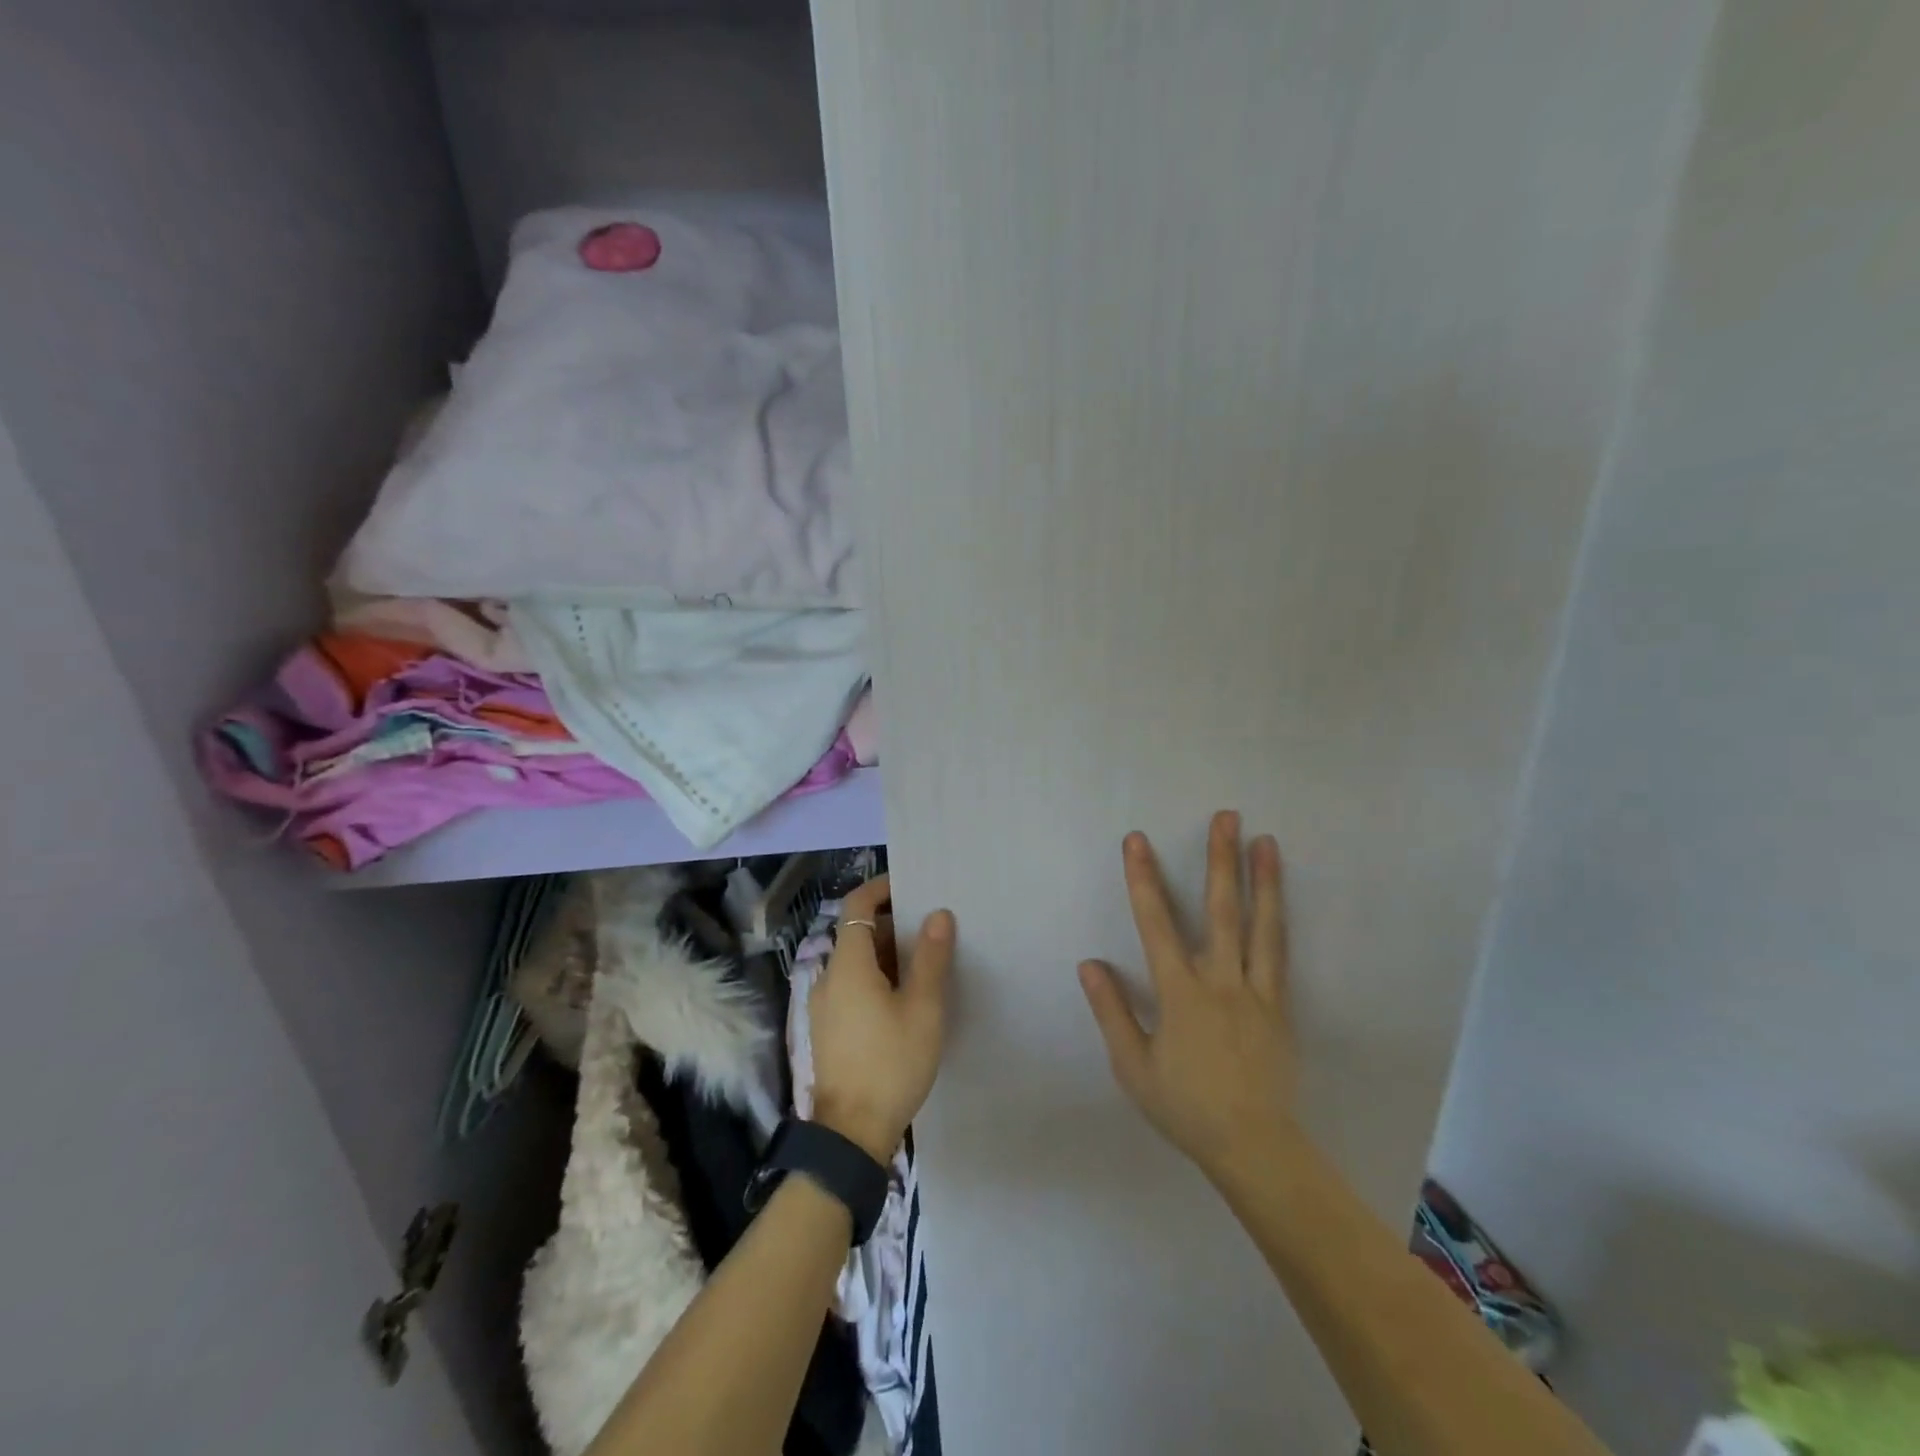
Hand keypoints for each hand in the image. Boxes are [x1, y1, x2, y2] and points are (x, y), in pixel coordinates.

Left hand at [810, 874, 954, 1162]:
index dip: (881, 888)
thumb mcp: (922, 1008)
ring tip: (925, 961)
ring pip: (856, 961)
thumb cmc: (891, 1063)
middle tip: (931, 927)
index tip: (912, 885)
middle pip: (857, 932)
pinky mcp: (829, 1027)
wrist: (852, 1133)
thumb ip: (930, 957)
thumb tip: (938, 914)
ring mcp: (825, 1004)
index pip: (857, 905)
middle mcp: (828, 977)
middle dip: (892, 923)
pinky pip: (852, 985)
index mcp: (847, 964)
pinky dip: (876, 976)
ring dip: (886, 952)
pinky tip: (905, 997)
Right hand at [1078, 811, 1297, 1179]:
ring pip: (1262, 926)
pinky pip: (1281, 955)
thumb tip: (1090, 963)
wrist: (1253, 1146)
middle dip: (1220, 860)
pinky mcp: (1281, 1006)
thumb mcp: (1132, 1066)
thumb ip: (1112, 1011)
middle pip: (1221, 910)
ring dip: (1263, 880)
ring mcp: (1257, 991)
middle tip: (1227, 817)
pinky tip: (1279, 899)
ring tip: (1265, 841)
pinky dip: (1279, 920)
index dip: (1144, 879)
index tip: (1137, 841)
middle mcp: (1221, 981)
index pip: (1155, 924)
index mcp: (1181, 994)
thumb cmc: (1185, 1106)